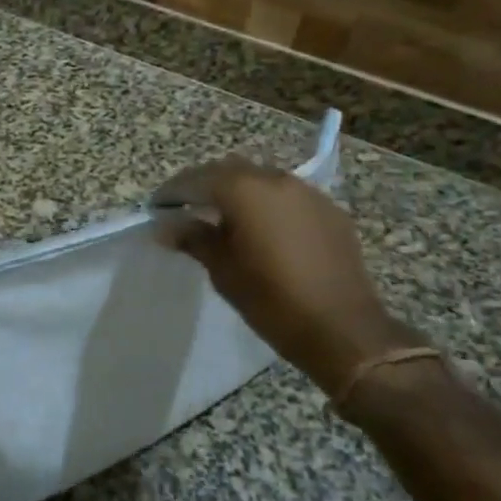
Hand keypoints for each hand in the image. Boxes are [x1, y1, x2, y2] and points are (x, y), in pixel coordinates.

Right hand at [153, 157, 414, 396]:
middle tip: (186, 209)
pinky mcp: (330, 210)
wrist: (343, 329)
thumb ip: (194, 238)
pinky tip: (263, 229)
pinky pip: (288, 196)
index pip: (196, 179)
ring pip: (261, 179)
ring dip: (238, 192)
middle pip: (229, 171)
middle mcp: (276, 179)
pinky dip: (267, 204)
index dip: (173, 192)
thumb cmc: (272, 300)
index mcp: (244, 190)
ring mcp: (307, 192)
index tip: (156, 207)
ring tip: (223, 218)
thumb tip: (166, 226)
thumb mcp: (223, 270)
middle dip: (205, 186)